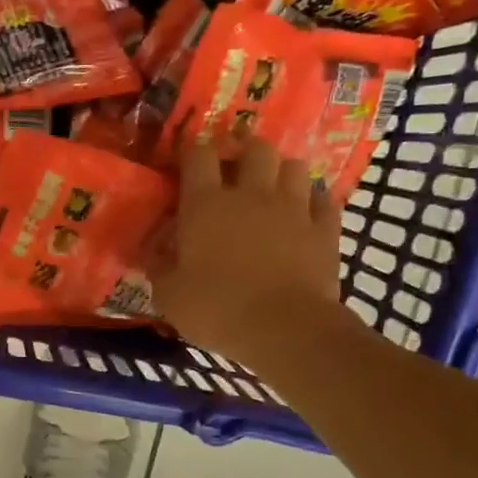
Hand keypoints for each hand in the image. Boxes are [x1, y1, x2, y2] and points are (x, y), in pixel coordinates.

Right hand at [153, 138, 350, 362]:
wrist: (286, 329)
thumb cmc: (217, 309)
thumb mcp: (169, 295)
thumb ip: (159, 265)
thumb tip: (152, 249)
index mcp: (206, 205)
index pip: (198, 155)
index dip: (191, 151)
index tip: (185, 161)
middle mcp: (251, 194)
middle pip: (254, 148)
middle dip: (243, 152)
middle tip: (234, 171)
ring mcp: (293, 208)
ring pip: (293, 166)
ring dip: (280, 172)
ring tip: (272, 189)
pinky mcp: (325, 229)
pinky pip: (323, 200)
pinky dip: (313, 202)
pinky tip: (305, 214)